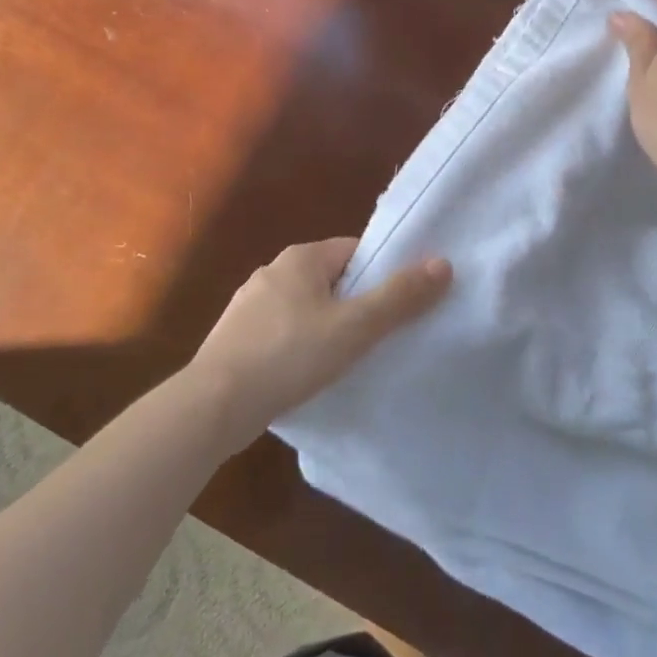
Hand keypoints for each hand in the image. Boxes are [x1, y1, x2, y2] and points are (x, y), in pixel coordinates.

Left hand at [191, 239, 451, 447]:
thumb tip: (443, 263)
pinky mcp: (235, 338)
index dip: (380, 275)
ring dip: (326, 327)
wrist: (212, 405)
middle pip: (331, 279)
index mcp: (301, 258)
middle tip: (378, 336)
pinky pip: (281, 332)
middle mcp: (273, 271)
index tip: (398, 305)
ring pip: (305, 307)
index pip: (354, 252)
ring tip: (346, 360)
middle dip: (355, 304)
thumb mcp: (354, 327)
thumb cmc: (289, 355)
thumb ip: (399, 296)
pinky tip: (306, 375)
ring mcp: (249, 305)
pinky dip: (299, 347)